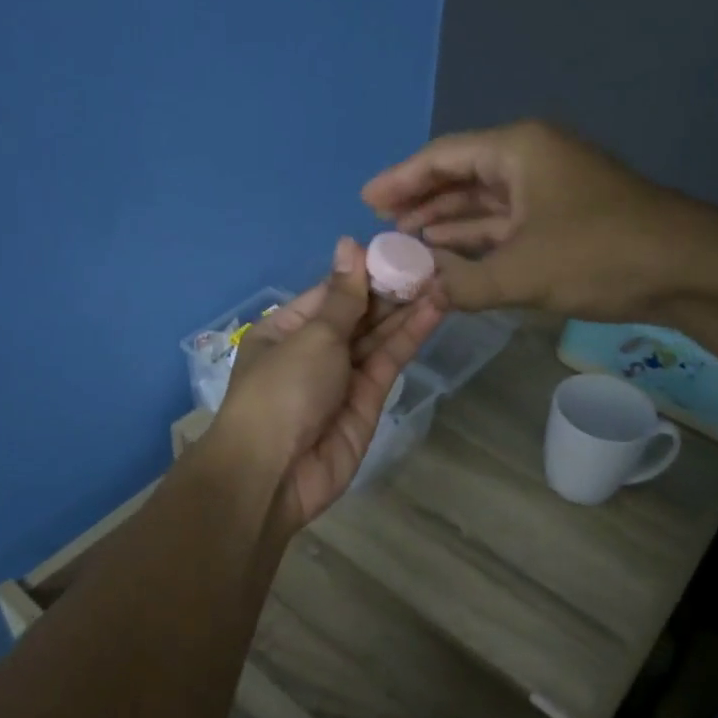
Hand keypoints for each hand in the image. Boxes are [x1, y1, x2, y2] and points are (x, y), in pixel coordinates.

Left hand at [218, 238, 441, 530]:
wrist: (274, 473)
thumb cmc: (282, 390)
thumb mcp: (312, 336)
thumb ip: (343, 296)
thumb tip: (349, 244)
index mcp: (285, 329)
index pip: (330, 292)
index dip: (363, 272)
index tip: (399, 249)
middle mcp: (312, 350)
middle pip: (357, 314)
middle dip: (391, 290)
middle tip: (432, 263)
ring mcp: (341, 377)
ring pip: (377, 337)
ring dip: (406, 310)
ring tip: (443, 280)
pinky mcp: (367, 402)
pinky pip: (388, 362)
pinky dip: (409, 337)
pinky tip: (434, 310)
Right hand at [362, 119, 704, 320]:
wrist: (688, 268)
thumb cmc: (599, 254)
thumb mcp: (521, 272)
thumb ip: (462, 284)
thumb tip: (421, 294)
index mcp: (517, 150)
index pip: (443, 158)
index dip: (400, 180)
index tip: (366, 201)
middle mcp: (529, 159)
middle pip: (460, 175)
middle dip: (420, 201)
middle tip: (380, 226)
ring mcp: (548, 187)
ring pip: (482, 201)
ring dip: (446, 223)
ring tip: (405, 244)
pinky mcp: (561, 216)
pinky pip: (504, 222)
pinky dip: (476, 238)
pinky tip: (448, 256)